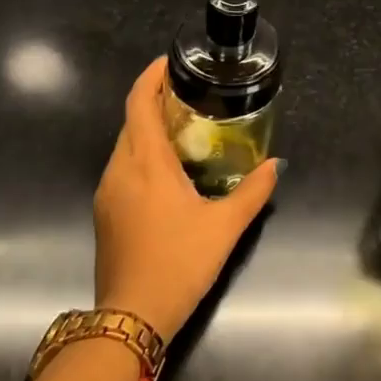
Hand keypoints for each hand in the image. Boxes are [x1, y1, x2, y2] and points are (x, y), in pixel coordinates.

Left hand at [94, 56, 281, 338]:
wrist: (131, 317)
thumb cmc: (179, 263)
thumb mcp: (225, 227)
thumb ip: (253, 191)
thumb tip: (275, 165)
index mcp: (146, 163)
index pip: (139, 104)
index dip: (151, 77)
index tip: (169, 63)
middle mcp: (120, 170)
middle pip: (130, 122)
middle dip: (154, 102)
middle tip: (188, 97)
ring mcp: (107, 193)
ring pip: (124, 146)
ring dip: (147, 130)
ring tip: (181, 129)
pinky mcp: (104, 213)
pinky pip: (121, 169)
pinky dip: (141, 155)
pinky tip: (165, 171)